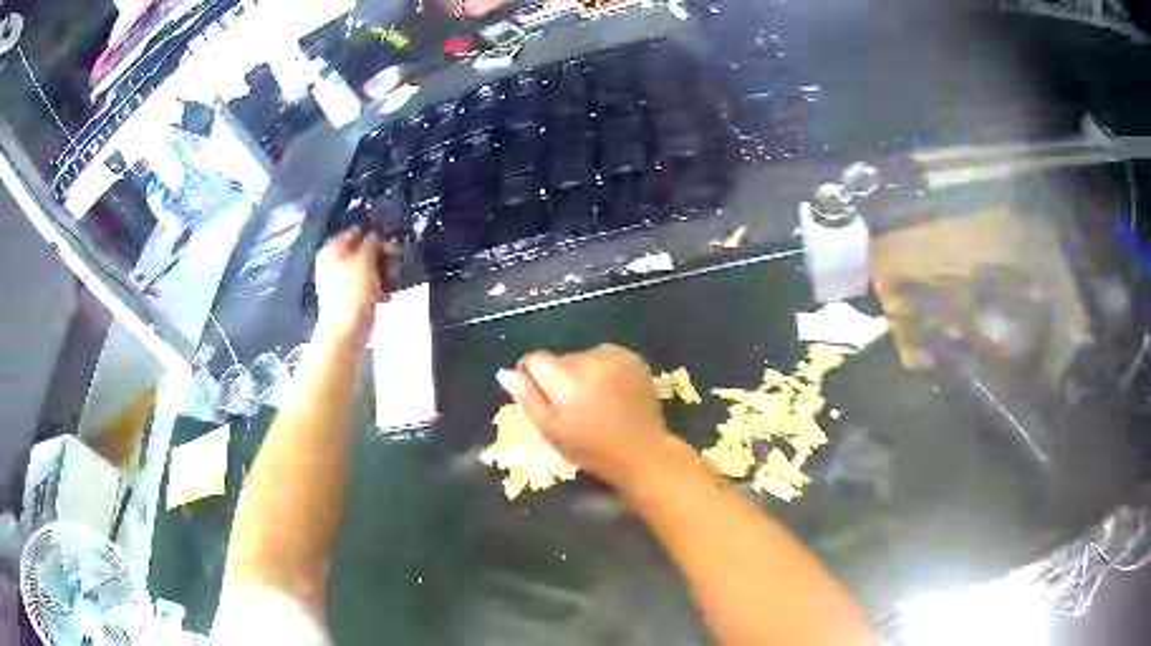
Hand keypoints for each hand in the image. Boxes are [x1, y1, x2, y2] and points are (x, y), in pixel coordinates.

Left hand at [314, 227, 390, 345]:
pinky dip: (377, 288)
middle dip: (380, 256)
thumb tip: (374, 236)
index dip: (371, 235)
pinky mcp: (349, 298)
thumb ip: (371, 243)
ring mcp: (340, 282)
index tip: (389, 241)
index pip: (353, 233)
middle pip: (361, 252)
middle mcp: (333, 264)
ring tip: (394, 280)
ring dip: (382, 273)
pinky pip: (366, 286)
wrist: (346, 328)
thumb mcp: (364, 259)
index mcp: (332, 251)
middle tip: (395, 260)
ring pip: (366, 269)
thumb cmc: (353, 290)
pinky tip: (388, 295)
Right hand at [496, 344, 673, 485]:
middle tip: (573, 408)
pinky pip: (605, 357)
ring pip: (582, 358)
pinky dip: (603, 370)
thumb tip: (504, 372)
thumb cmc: (591, 449)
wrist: (642, 452)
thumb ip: (527, 398)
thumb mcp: (551, 431)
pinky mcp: (632, 358)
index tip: (544, 399)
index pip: (534, 360)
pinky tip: (611, 393)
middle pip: (559, 359)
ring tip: (595, 402)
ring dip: (582, 373)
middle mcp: (589, 359)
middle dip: (559, 378)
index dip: (532, 377)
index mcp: (565, 378)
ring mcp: (614, 356)